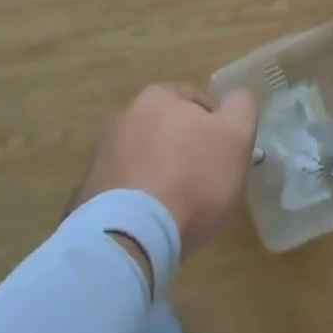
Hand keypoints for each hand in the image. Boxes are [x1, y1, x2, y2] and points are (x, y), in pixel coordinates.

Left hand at [77, 84, 258, 253]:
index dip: (219, 125)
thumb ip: (242, 106)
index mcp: (158, 96)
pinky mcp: (90, 194)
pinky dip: (144, 198)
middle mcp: (124, 118)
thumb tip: (236, 99)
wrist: (131, 236)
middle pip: (171, 128)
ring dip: (165, 173)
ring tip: (182, 205)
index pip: (199, 100)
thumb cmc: (192, 176)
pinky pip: (129, 189)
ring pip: (149, 158)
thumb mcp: (237, 134)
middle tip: (208, 178)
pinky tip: (157, 220)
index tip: (227, 153)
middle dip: (189, 148)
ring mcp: (102, 156)